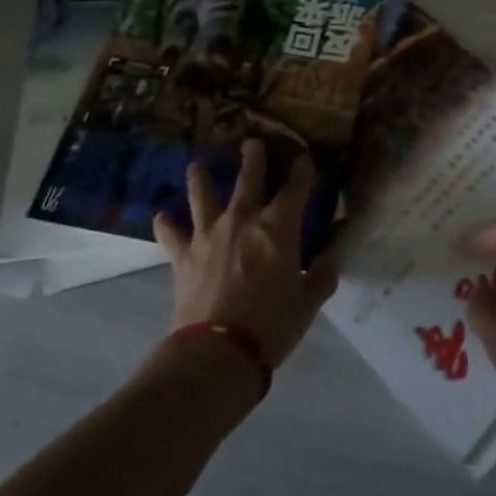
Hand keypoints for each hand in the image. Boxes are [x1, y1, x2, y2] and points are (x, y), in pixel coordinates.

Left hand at [153, 140, 339, 369]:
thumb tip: (333, 256)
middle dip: (253, 156)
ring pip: (202, 193)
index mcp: (278, 226)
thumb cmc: (272, 325)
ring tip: (197, 165)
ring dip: (200, 177)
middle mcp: (243, 218)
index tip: (305, 159)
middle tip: (252, 143)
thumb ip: (323, 275)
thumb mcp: (308, 303)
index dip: (303, 169)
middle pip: (249, 176)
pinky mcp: (183, 255)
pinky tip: (162, 216)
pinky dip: (166, 224)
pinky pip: (170, 233)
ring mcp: (209, 233)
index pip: (296, 186)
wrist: (218, 353)